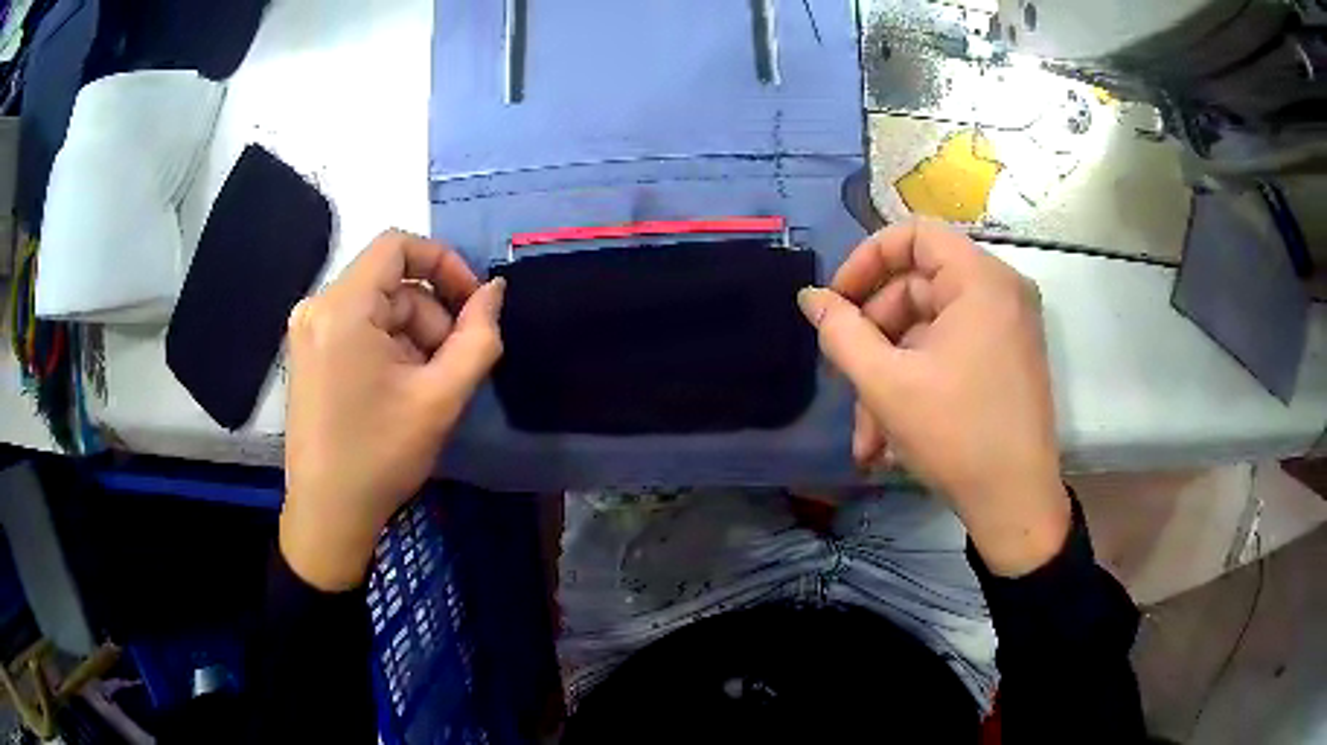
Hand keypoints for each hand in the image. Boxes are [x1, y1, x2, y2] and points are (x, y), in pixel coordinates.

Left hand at [281, 230, 503, 590]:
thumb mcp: (441, 397)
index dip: (444, 262)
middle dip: (431, 316)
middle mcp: (317, 307)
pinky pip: (358, 327)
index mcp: (343, 308)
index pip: (398, 245)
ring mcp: (307, 331)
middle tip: (450, 367)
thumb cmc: (381, 455)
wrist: (328, 513)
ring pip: (377, 307)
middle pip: (390, 282)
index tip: (471, 304)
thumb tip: (495, 291)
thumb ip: (478, 337)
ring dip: (412, 337)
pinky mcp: (307, 353)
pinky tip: (398, 390)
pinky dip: (387, 347)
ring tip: (424, 388)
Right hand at [798, 221, 1068, 576]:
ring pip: (929, 330)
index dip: (867, 260)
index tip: (837, 302)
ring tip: (865, 435)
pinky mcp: (1007, 358)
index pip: (914, 234)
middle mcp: (1001, 292)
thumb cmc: (956, 435)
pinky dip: (917, 382)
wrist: (1016, 504)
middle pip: (918, 287)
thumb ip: (841, 332)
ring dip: (889, 375)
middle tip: (845, 381)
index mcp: (981, 280)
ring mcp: (1007, 327)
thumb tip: (811, 297)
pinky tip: (888, 438)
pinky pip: (950, 351)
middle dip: (873, 338)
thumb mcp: (886, 383)